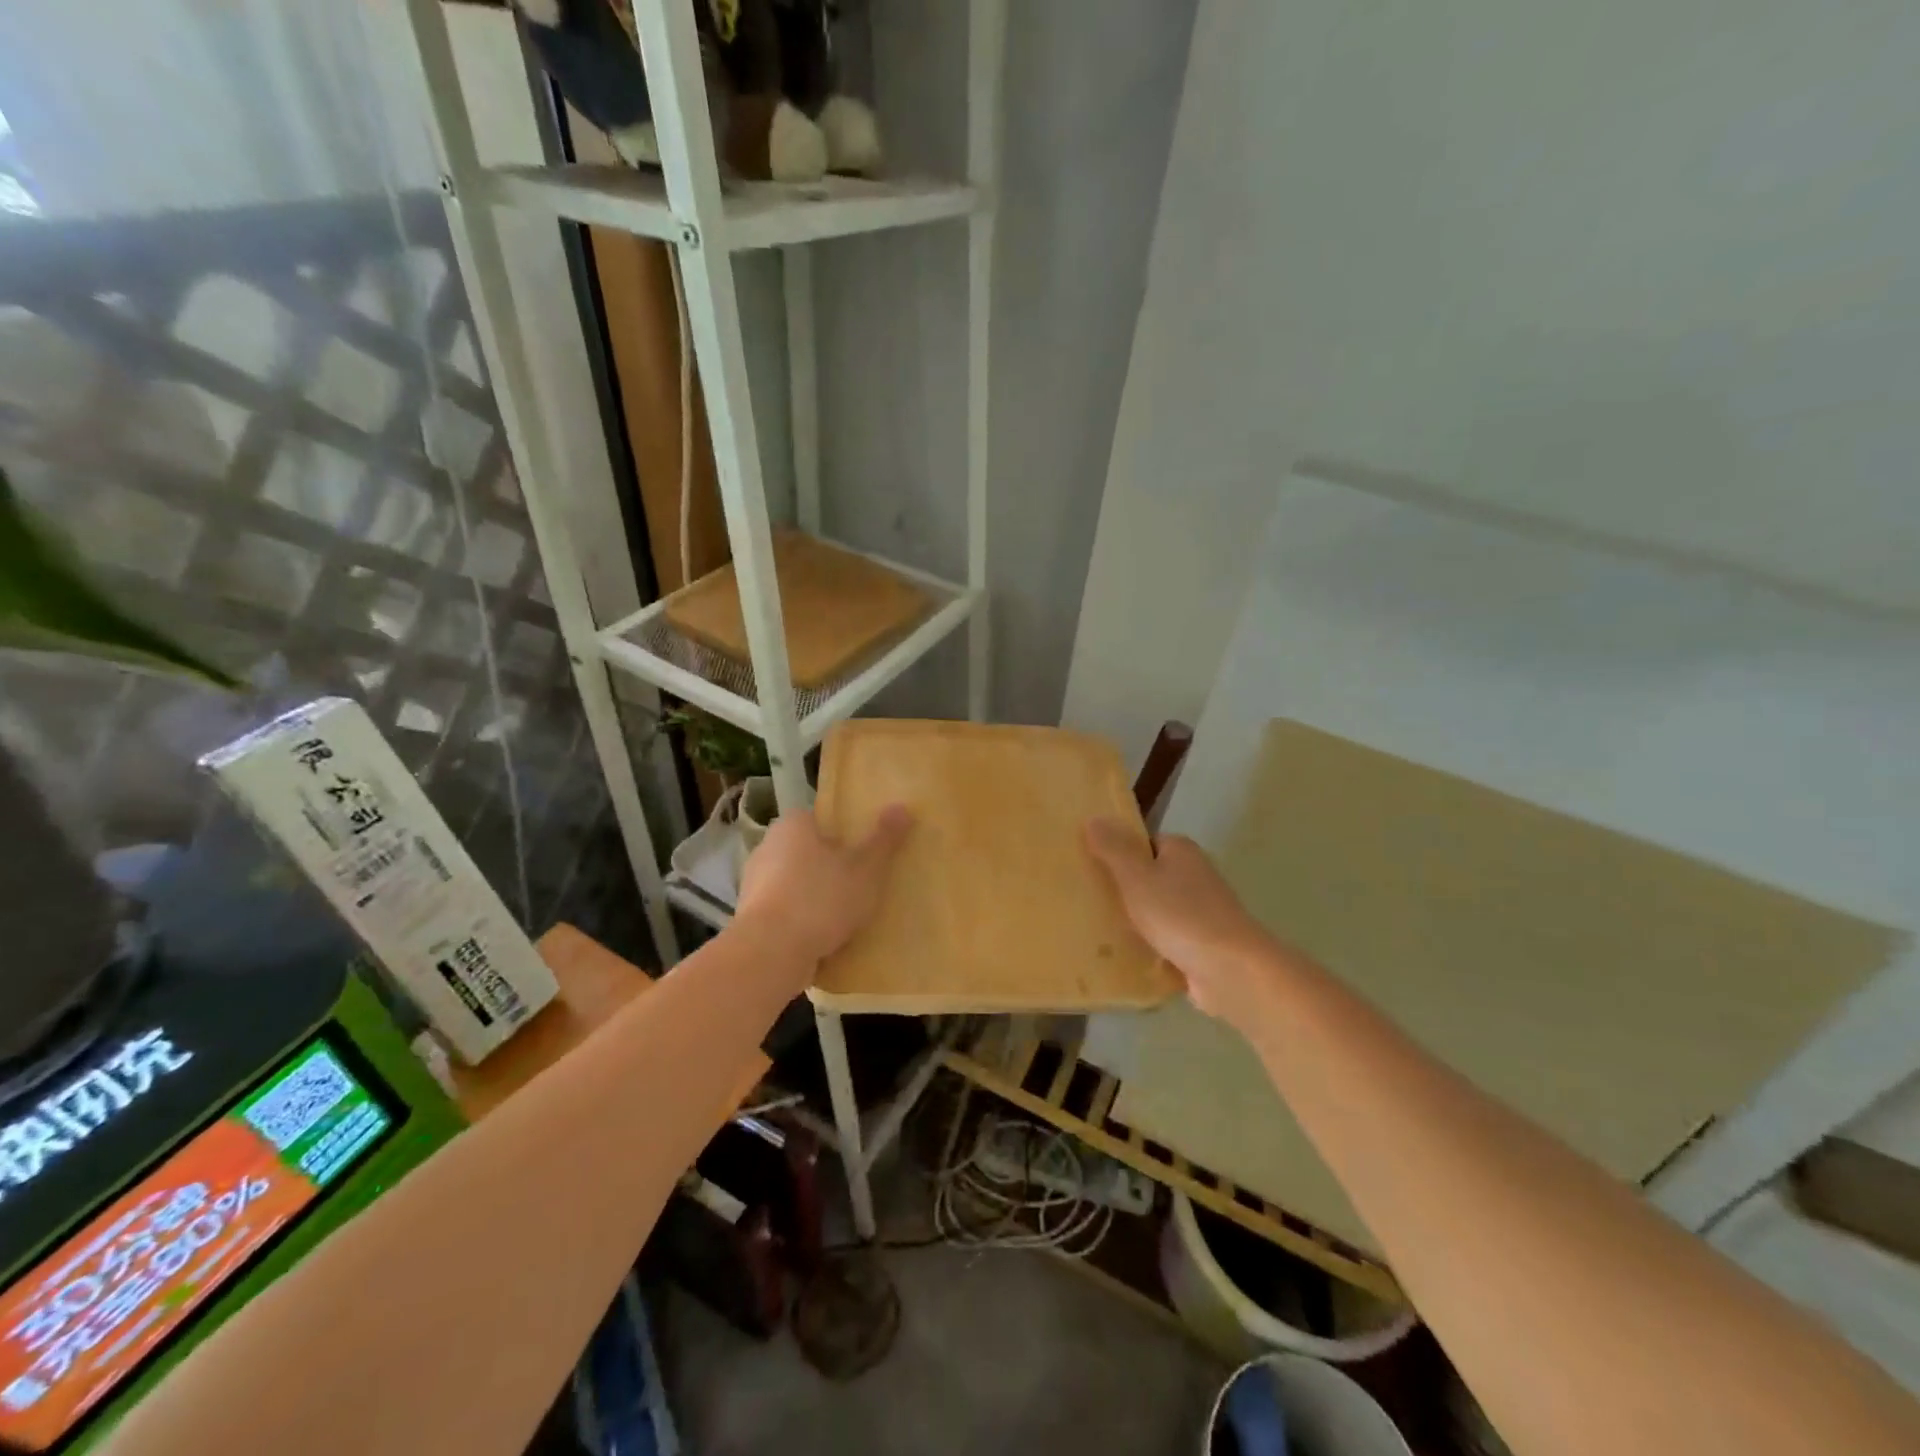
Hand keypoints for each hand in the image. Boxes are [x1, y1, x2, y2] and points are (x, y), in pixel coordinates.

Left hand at [735, 805, 913, 962]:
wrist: (770, 953)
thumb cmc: (821, 898)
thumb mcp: (865, 868)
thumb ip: (884, 839)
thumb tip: (902, 807)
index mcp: (792, 825)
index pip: (820, 819)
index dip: (843, 834)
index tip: (864, 852)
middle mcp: (768, 847)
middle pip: (808, 851)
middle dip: (831, 867)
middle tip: (861, 884)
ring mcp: (754, 884)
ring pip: (796, 884)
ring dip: (816, 897)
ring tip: (847, 916)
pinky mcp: (751, 918)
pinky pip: (785, 912)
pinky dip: (802, 921)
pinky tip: (824, 938)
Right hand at [1084, 818, 1276, 1025]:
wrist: (1232, 971)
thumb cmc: (1181, 916)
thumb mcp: (1137, 878)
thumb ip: (1113, 849)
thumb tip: (1093, 818)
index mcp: (1181, 851)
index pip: (1142, 843)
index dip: (1116, 853)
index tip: (1089, 868)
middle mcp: (1194, 876)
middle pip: (1148, 877)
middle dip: (1122, 890)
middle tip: (1086, 901)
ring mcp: (1201, 913)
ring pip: (1156, 911)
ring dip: (1134, 922)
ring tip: (1095, 931)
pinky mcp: (1201, 946)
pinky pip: (1166, 941)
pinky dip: (1148, 947)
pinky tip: (1123, 958)